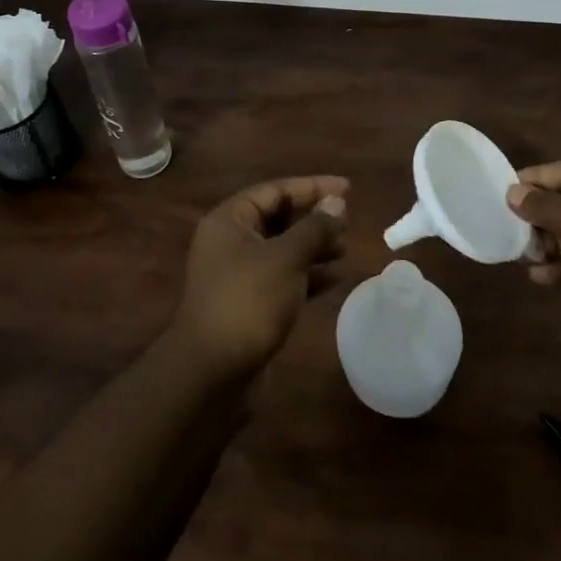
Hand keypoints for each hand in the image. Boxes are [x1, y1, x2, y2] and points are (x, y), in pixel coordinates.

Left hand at [174, 175, 349, 382]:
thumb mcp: (286, 258)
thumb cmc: (248, 302)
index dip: (312, 187)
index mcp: (230, 220)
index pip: (275, 190)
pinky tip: (336, 277)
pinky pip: (284, 277)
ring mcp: (239, 274)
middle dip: (314, 218)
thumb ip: (313, 228)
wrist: (212, 373)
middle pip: (278, 218)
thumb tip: (336, 203)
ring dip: (314, 246)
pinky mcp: (250, 303)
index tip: (347, 188)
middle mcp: (231, 242)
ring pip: (283, 249)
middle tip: (348, 221)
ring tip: (345, 247)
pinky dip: (308, 275)